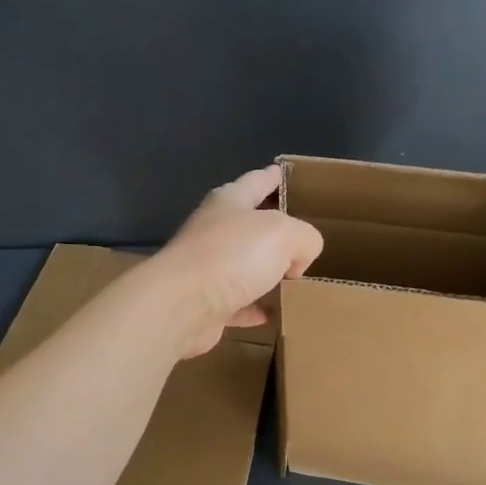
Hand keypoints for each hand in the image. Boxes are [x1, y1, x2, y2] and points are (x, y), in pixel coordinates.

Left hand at [146, 166, 324, 356]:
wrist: (181, 305)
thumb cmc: (232, 256)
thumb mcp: (285, 234)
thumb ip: (304, 237)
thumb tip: (296, 260)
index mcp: (230, 202)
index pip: (256, 181)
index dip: (273, 176)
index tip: (283, 171)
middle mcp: (214, 230)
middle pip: (249, 224)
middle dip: (273, 227)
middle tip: (300, 233)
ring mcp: (206, 268)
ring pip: (243, 265)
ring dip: (265, 271)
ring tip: (293, 277)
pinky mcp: (204, 303)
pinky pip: (237, 303)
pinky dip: (254, 307)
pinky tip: (272, 313)